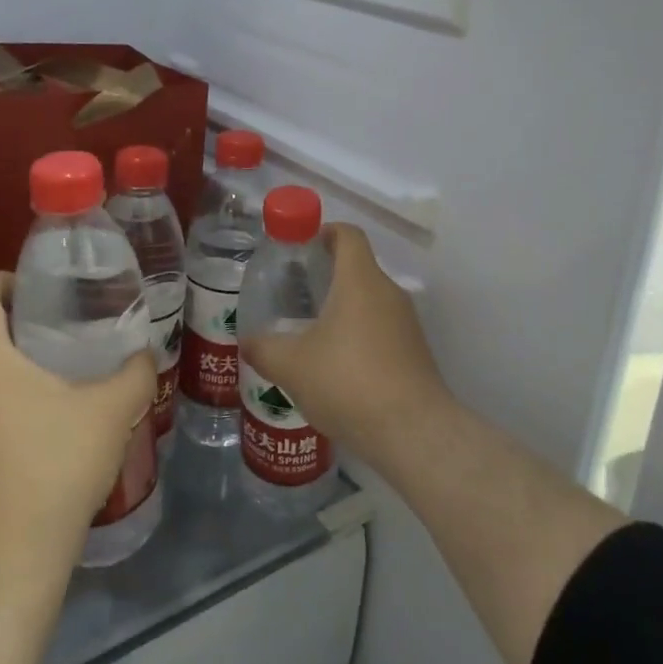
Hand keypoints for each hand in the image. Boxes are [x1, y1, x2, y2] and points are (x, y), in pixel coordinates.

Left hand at [0, 273, 156, 597]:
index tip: (38, 294)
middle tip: (47, 335)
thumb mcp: (113, 412)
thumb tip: (142, 356)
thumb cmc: (55, 470)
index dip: (2, 281)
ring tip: (36, 389)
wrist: (1, 568)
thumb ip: (135, 372)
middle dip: (0, 323)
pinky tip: (17, 443)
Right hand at [241, 224, 449, 462]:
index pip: (349, 235)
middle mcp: (388, 292)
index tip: (302, 245)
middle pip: (359, 268)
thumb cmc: (348, 382)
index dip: (326, 232)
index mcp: (360, 280)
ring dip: (343, 309)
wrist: (412, 431)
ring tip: (311, 333)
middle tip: (295, 294)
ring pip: (370, 301)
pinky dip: (359, 335)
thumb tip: (247, 341)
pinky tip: (337, 366)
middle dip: (328, 276)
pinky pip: (382, 329)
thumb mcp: (292, 366)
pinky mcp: (415, 352)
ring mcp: (407, 323)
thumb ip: (264, 349)